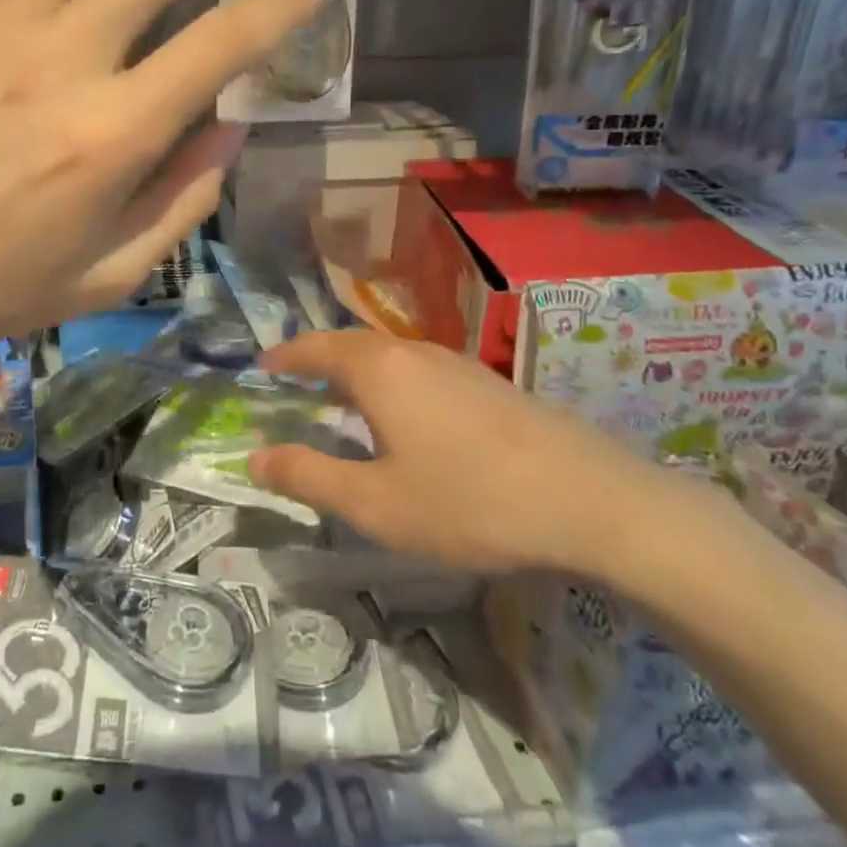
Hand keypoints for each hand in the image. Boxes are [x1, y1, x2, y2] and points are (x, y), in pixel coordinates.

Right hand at [249, 331, 686, 580]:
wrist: (592, 501)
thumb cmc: (469, 502)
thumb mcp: (376, 503)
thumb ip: (309, 476)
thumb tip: (255, 457)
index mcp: (379, 370)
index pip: (316, 348)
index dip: (285, 356)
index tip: (262, 365)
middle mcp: (414, 352)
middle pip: (352, 343)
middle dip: (318, 358)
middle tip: (295, 380)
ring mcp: (457, 363)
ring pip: (390, 353)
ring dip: (356, 367)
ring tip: (342, 396)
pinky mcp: (489, 382)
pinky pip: (420, 368)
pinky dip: (391, 379)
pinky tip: (405, 413)